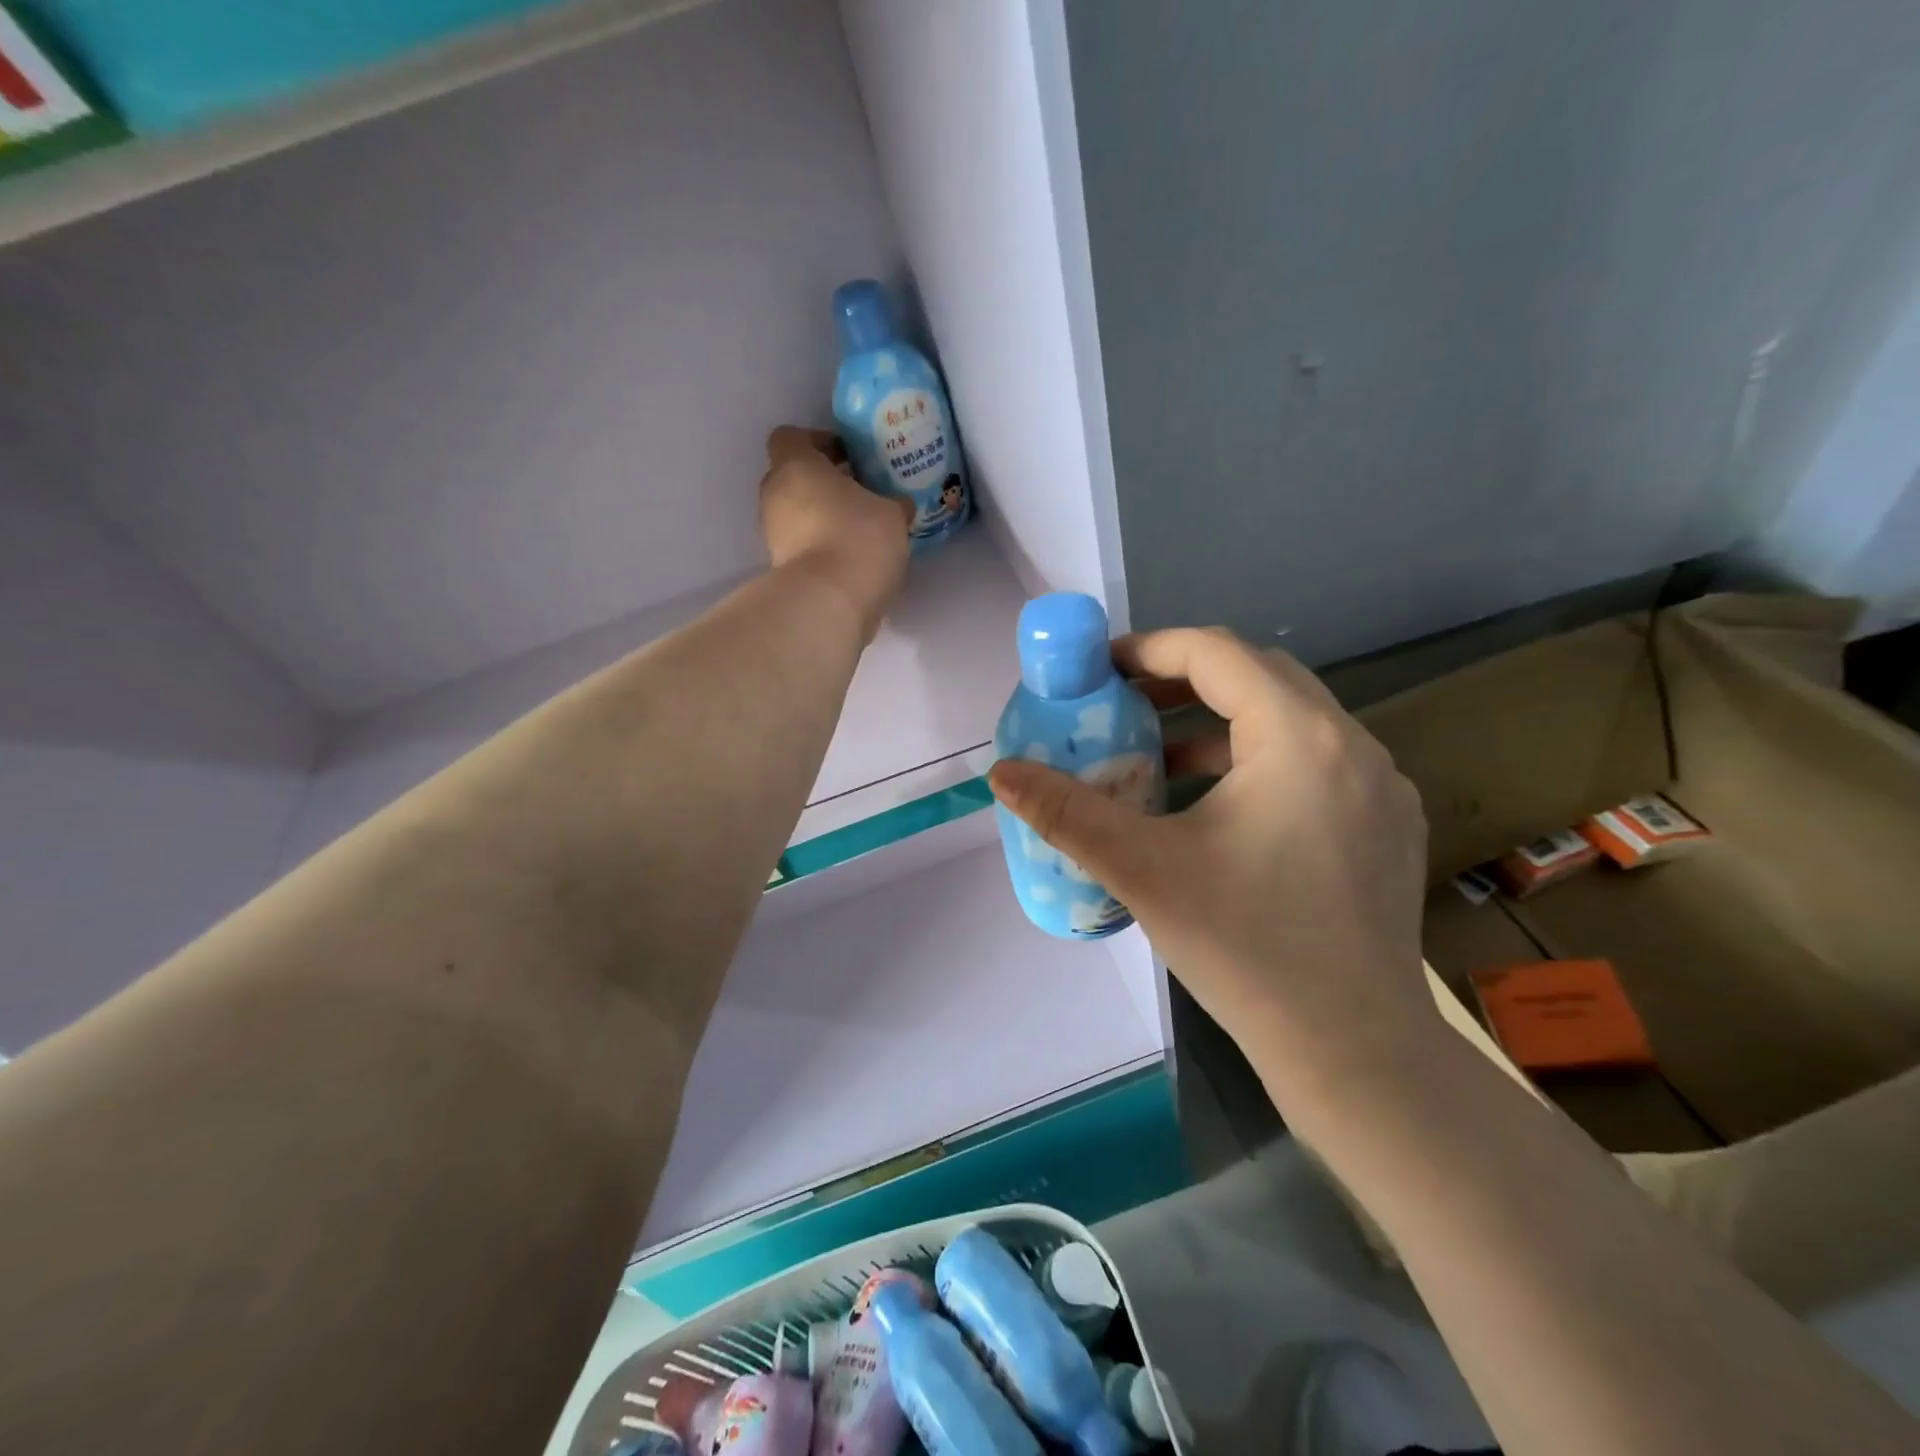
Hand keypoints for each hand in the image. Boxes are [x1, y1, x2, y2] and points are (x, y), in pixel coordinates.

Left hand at [760, 426, 911, 640]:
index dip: (819, 442)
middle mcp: (775, 495)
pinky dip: (822, 547)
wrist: (828, 603)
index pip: (791, 437)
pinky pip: (802, 546)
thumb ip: (892, 503)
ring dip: (822, 517)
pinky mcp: (781, 569)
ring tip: (861, 529)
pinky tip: (853, 557)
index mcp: (796, 465)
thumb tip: (897, 505)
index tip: (849, 456)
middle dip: (823, 483)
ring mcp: (773, 535)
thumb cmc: (857, 538)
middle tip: (860, 492)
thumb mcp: (892, 513)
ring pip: (796, 514)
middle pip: (793, 477)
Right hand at [988, 627, 1435, 1097]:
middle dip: (1182, 679)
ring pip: (1290, 720)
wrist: (1354, 1051)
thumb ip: (1065, 812)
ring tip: (1158, 757)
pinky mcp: (1389, 824)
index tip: (1099, 670)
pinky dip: (1258, 759)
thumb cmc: (1245, 948)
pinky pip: (1315, 761)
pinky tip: (1218, 809)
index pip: (1217, 653)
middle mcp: (1353, 745)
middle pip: (1258, 676)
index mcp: (1300, 738)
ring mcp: (1381, 786)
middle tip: (1122, 703)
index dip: (1149, 649)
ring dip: (1220, 723)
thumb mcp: (1141, 870)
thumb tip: (1001, 773)